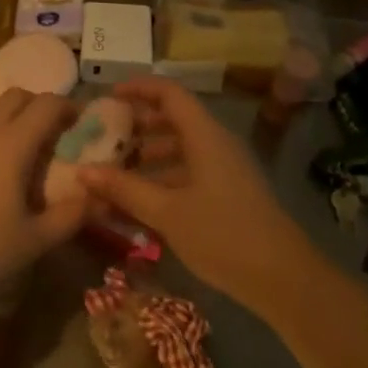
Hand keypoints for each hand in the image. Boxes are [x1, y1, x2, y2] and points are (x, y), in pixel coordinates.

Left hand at [0, 89, 84, 292]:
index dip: (68, 107)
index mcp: (14, 143)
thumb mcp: (37, 238)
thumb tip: (101, 198)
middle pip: (17, 96)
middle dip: (39, 105)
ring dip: (14, 118)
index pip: (47, 104)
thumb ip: (73, 215)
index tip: (82, 123)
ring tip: (25, 153)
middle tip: (54, 133)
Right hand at [77, 77, 311, 311]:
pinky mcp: (229, 193)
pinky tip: (140, 204)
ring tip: (115, 174)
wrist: (283, 279)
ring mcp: (225, 169)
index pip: (169, 93)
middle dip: (138, 127)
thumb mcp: (166, 212)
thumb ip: (124, 189)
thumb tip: (83, 171)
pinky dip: (163, 179)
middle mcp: (216, 143)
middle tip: (105, 139)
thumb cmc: (222, 235)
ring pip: (181, 149)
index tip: (108, 97)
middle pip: (173, 120)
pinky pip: (190, 173)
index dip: (138, 89)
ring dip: (148, 157)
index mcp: (204, 135)